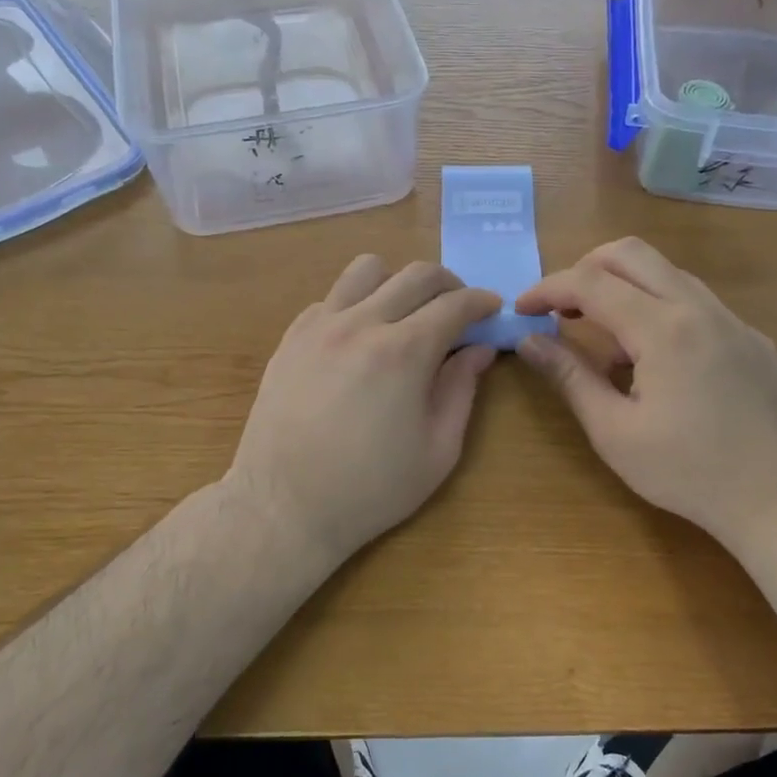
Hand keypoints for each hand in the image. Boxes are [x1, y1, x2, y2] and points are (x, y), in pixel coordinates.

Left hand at [228, 255, 501, 568]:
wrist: (284, 506)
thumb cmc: (371, 489)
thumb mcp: (437, 450)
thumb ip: (462, 390)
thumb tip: (479, 350)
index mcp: (403, 352)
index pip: (454, 304)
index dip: (481, 302)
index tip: (492, 308)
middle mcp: (361, 324)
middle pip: (415, 274)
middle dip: (449, 283)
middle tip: (459, 308)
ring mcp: (319, 326)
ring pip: (366, 270)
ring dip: (397, 281)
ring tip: (406, 312)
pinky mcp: (290, 338)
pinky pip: (330, 298)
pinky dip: (356, 304)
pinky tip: (360, 338)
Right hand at [515, 238, 776, 547]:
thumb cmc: (688, 472)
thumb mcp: (614, 432)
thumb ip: (570, 377)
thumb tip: (530, 341)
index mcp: (663, 328)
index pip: (591, 282)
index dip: (547, 288)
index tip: (521, 309)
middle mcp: (699, 307)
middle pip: (631, 253)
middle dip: (584, 269)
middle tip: (559, 308)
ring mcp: (732, 320)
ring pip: (667, 273)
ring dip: (623, 288)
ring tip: (601, 339)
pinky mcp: (752, 339)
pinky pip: (695, 302)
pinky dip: (658, 309)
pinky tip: (653, 361)